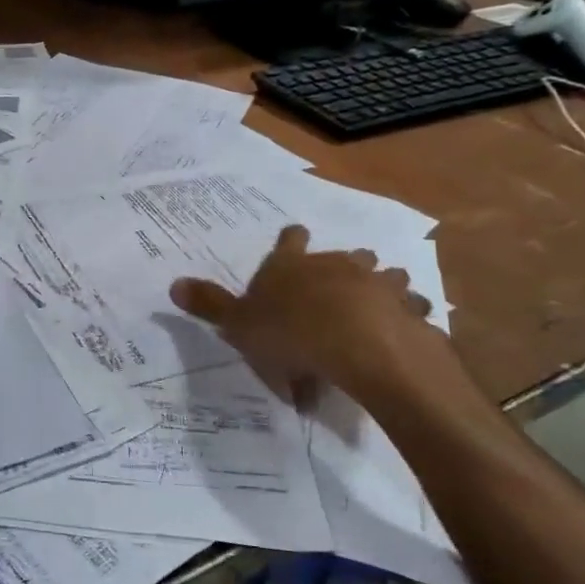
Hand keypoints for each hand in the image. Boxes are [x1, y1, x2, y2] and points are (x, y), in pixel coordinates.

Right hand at [169, 225, 458, 415]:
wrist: (356, 346)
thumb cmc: (289, 332)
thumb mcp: (238, 323)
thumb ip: (209, 304)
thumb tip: (172, 283)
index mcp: (292, 266)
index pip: (290, 241)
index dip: (292, 240)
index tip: (295, 238)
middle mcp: (335, 265)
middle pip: (344, 254)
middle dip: (344, 263)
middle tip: (340, 279)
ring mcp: (376, 284)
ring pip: (385, 275)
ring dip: (383, 285)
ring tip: (380, 301)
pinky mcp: (408, 310)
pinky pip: (412, 309)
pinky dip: (409, 317)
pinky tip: (405, 331)